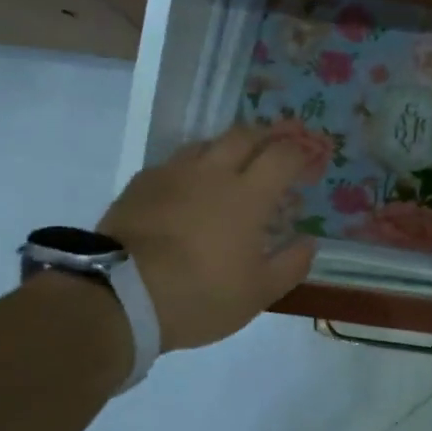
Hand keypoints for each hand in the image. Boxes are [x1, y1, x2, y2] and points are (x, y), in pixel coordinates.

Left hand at [98, 125, 318, 351]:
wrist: (120, 296)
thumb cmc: (199, 295)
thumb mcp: (257, 293)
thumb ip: (291, 264)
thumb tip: (309, 241)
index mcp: (248, 194)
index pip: (283, 155)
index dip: (302, 152)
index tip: (311, 160)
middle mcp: (213, 172)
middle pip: (246, 134)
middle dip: (269, 135)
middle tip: (280, 144)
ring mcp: (174, 174)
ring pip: (208, 143)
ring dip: (229, 146)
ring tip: (235, 163)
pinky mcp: (142, 183)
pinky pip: (175, 163)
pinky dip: (193, 167)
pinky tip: (189, 186)